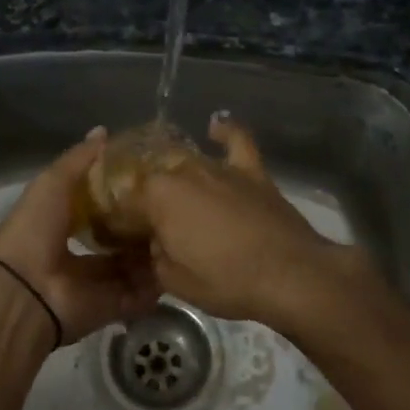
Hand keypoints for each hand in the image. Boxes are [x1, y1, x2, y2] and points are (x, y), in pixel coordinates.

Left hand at [0, 129, 162, 345]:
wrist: (24, 292)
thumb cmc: (35, 229)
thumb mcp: (53, 183)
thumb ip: (80, 159)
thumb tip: (104, 131)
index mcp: (63, 221)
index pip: (100, 204)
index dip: (124, 192)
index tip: (154, 177)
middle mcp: (80, 251)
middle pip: (120, 237)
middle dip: (143, 225)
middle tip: (175, 208)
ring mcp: (97, 282)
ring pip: (134, 265)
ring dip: (153, 252)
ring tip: (183, 233)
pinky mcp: (111, 307)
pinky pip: (139, 295)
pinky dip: (156, 285)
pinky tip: (177, 264)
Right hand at [139, 113, 371, 325]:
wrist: (290, 275)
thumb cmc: (227, 282)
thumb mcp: (174, 281)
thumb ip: (155, 254)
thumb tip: (156, 240)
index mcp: (158, 196)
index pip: (126, 201)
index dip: (120, 220)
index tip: (120, 237)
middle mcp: (183, 171)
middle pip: (155, 179)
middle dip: (147, 199)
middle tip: (151, 226)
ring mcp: (219, 166)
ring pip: (187, 163)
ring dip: (177, 178)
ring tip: (175, 196)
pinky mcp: (251, 170)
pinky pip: (235, 140)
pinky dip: (224, 131)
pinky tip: (214, 127)